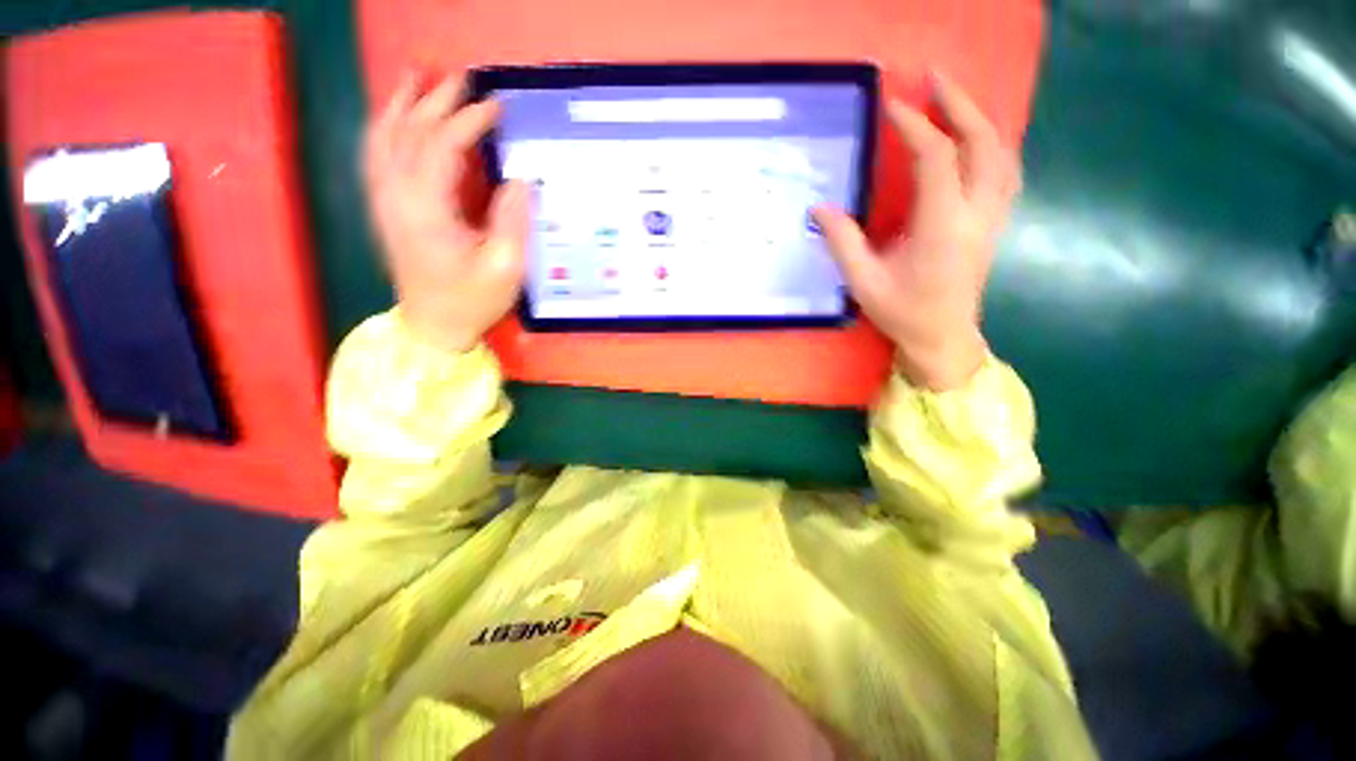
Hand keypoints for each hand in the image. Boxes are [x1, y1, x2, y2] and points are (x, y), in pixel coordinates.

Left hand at [364, 71, 528, 353]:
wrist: (434, 326)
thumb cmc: (473, 300)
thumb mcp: (506, 268)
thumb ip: (513, 221)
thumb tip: (521, 179)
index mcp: (426, 210)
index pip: (441, 145)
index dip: (468, 121)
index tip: (496, 107)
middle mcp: (396, 196)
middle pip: (408, 132)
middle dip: (435, 100)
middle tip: (461, 77)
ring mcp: (384, 201)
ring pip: (383, 138)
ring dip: (400, 104)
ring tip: (415, 77)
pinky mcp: (385, 209)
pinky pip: (376, 156)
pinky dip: (384, 128)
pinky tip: (394, 118)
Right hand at [813, 75, 1020, 390]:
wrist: (943, 337)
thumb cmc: (903, 313)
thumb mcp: (864, 282)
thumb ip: (843, 243)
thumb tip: (819, 209)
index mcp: (942, 227)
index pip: (937, 159)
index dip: (916, 127)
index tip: (893, 106)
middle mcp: (975, 214)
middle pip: (982, 143)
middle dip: (960, 105)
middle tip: (935, 79)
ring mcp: (992, 217)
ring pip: (1001, 153)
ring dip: (980, 120)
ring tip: (954, 102)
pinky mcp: (994, 223)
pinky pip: (1005, 171)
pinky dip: (992, 145)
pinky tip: (976, 140)